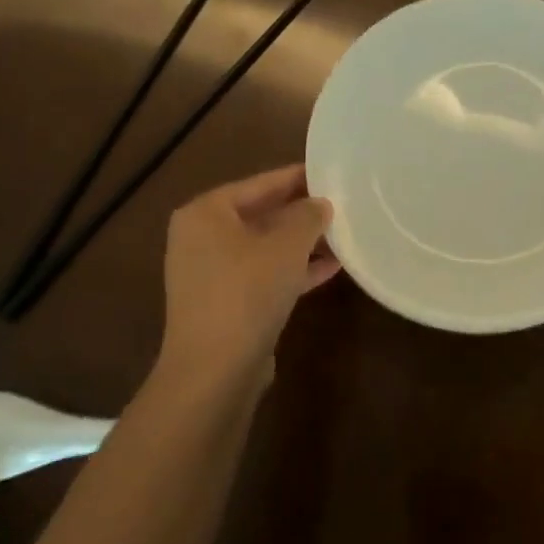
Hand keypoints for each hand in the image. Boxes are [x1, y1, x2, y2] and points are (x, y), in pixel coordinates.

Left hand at [157, 165, 339, 385]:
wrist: (215, 370)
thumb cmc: (247, 291)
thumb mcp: (287, 245)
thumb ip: (308, 216)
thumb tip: (320, 204)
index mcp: (206, 213)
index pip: (260, 183)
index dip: (297, 177)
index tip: (330, 173)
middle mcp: (201, 238)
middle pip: (261, 215)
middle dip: (301, 213)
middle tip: (341, 203)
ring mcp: (211, 274)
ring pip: (265, 248)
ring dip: (301, 243)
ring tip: (343, 235)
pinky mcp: (225, 304)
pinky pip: (263, 275)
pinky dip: (293, 270)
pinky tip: (331, 268)